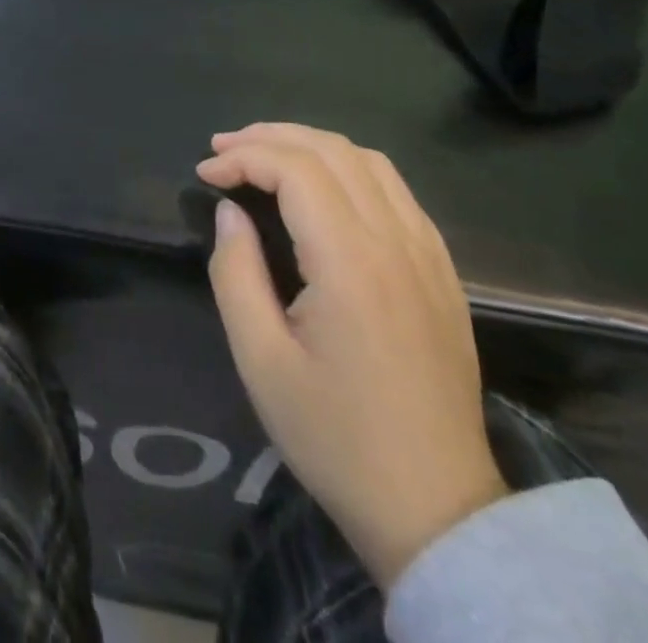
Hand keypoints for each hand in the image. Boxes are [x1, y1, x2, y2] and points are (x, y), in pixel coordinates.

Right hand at [199, 124, 505, 586]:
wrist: (437, 511)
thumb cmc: (336, 436)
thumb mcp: (260, 361)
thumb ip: (235, 272)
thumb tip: (230, 212)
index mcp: (351, 262)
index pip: (294, 169)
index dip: (242, 157)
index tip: (205, 174)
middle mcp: (396, 242)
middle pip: (331, 150)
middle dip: (269, 137)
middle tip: (223, 149)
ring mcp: (428, 254)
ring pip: (368, 161)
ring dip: (310, 144)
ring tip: (264, 155)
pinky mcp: (443, 270)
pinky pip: (396, 190)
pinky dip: (349, 167)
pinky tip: (323, 188)